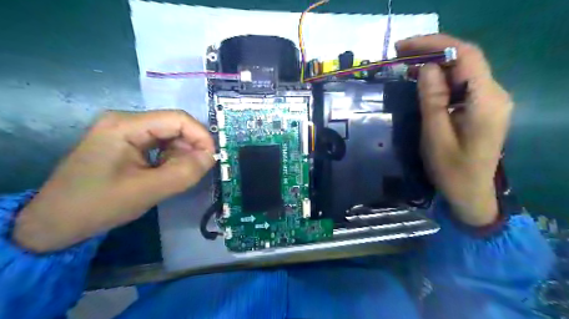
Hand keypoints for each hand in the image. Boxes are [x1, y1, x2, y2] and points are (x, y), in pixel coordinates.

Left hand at [15, 111, 216, 252]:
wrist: (54, 223)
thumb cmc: (97, 205)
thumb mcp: (147, 191)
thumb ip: (184, 173)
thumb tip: (211, 157)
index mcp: (126, 125)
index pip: (178, 119)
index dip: (201, 136)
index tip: (212, 159)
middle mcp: (126, 121)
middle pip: (174, 126)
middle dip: (191, 148)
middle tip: (196, 172)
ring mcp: (125, 132)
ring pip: (170, 137)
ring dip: (181, 155)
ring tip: (177, 177)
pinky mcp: (126, 144)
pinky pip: (160, 145)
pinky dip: (171, 159)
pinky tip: (165, 174)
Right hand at [396, 34, 516, 224]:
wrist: (470, 193)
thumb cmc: (451, 170)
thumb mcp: (435, 135)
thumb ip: (432, 100)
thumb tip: (426, 68)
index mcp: (485, 100)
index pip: (465, 55)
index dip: (434, 44)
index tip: (404, 47)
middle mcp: (494, 93)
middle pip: (465, 58)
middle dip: (432, 50)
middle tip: (399, 54)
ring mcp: (490, 100)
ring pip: (463, 69)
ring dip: (435, 63)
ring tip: (405, 65)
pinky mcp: (481, 107)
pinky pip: (461, 83)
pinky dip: (441, 77)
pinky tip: (423, 81)